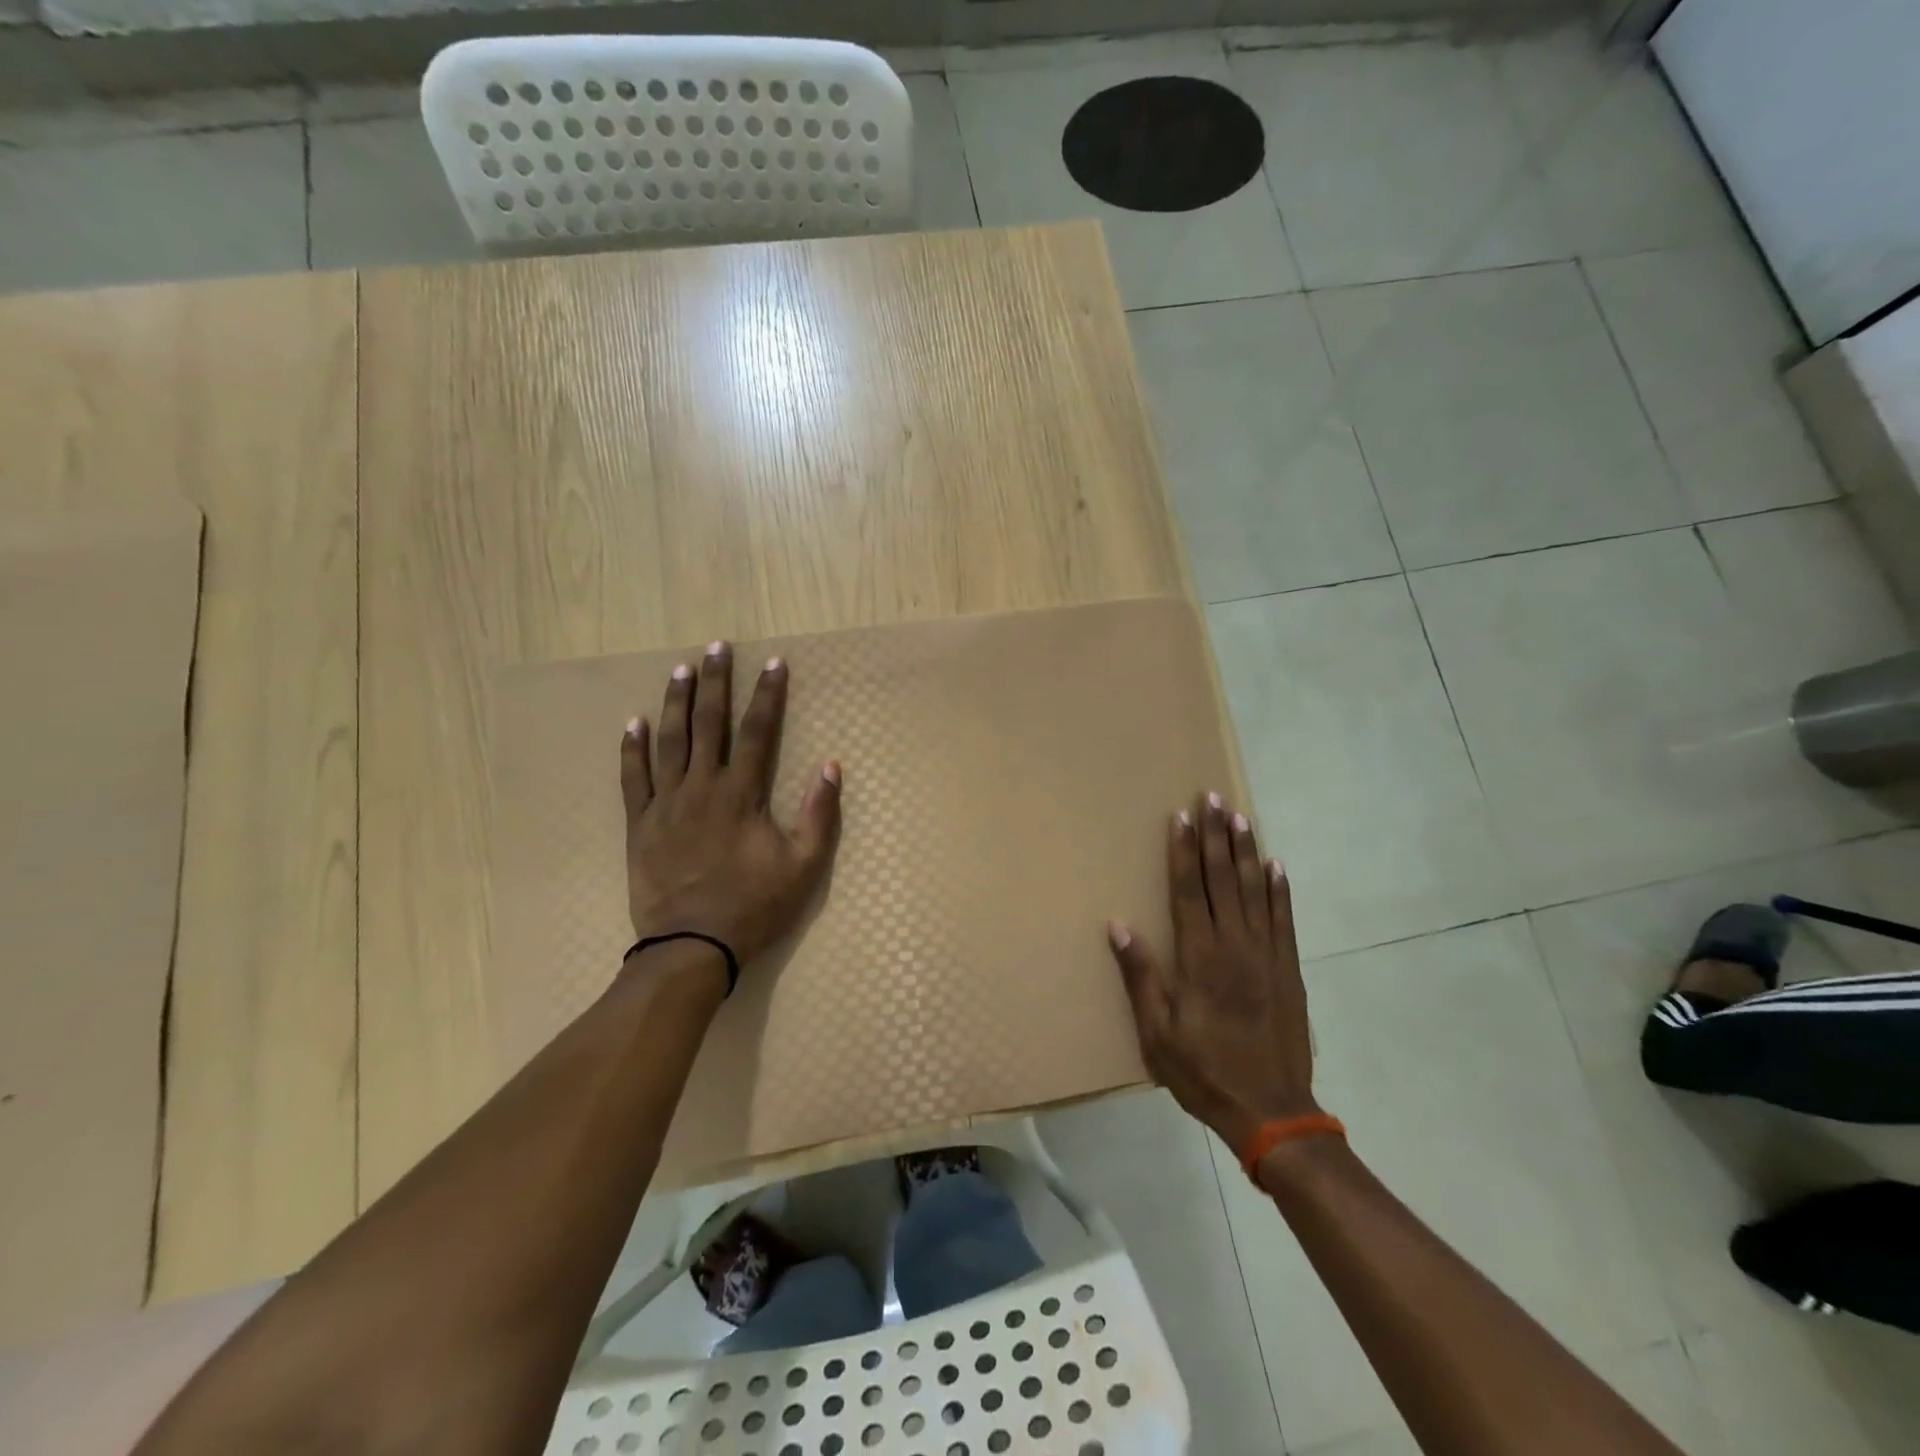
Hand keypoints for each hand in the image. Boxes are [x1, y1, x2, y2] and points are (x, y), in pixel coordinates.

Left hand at [620, 641, 841, 969]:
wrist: (691, 946)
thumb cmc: (754, 907)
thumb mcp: (803, 866)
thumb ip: (819, 815)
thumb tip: (831, 767)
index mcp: (742, 794)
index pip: (757, 732)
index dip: (767, 695)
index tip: (773, 663)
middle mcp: (702, 787)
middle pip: (709, 724)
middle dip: (715, 683)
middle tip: (715, 647)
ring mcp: (666, 804)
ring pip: (669, 741)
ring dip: (676, 703)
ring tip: (679, 670)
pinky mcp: (641, 824)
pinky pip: (633, 778)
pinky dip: (632, 749)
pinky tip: (633, 723)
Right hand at [1107, 793, 1316, 1152]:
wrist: (1273, 1112)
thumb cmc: (1204, 1071)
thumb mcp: (1157, 1033)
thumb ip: (1141, 976)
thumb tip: (1119, 925)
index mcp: (1199, 958)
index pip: (1189, 890)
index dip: (1183, 851)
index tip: (1181, 817)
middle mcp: (1234, 946)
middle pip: (1222, 880)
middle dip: (1215, 836)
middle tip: (1212, 798)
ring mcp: (1267, 955)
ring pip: (1254, 891)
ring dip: (1245, 851)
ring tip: (1240, 817)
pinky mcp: (1289, 970)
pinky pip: (1284, 919)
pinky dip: (1279, 890)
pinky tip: (1276, 865)